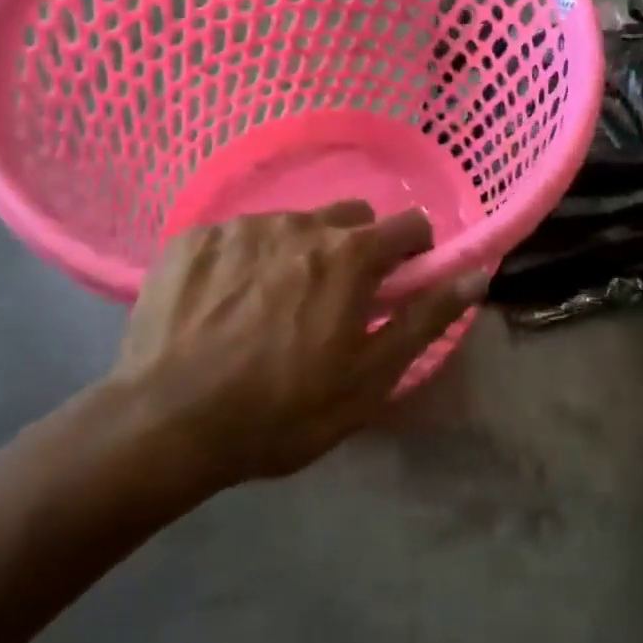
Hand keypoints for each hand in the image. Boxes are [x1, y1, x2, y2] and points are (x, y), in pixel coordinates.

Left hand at [111, 204, 484, 496]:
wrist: (166, 424)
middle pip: (350, 218)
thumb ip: (427, 317)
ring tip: (269, 309)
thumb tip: (476, 275)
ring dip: (297, 255)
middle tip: (333, 301)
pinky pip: (238, 236)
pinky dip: (245, 262)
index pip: (409, 225)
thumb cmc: (283, 409)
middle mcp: (301, 224)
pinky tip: (224, 306)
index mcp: (350, 254)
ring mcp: (242, 226)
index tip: (398, 284)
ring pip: (292, 226)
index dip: (414, 252)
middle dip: (355, 249)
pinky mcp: (193, 238)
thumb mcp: (370, 376)